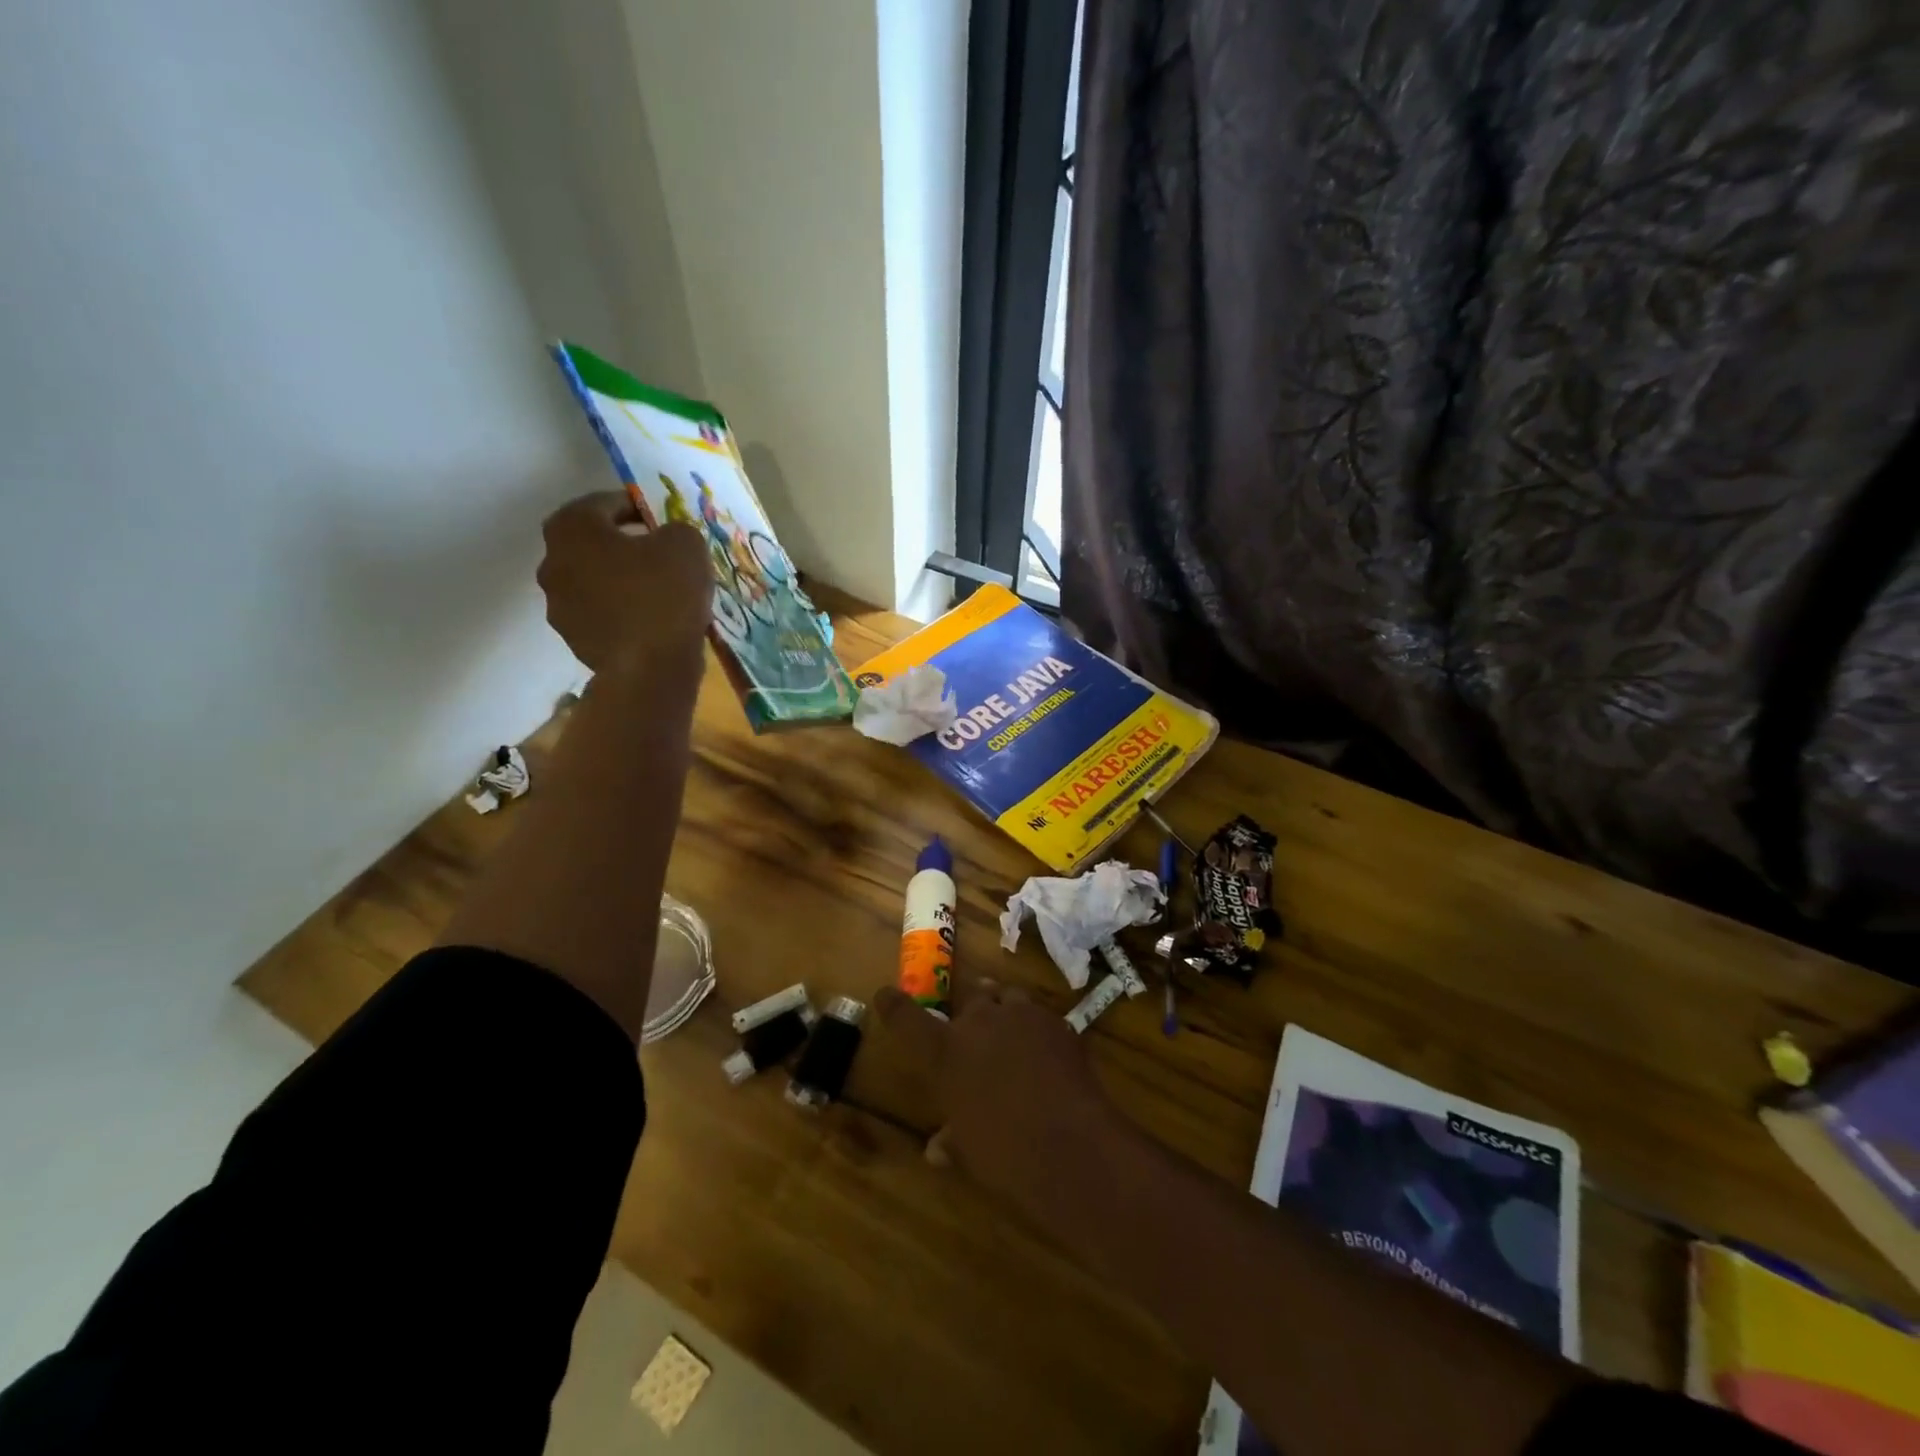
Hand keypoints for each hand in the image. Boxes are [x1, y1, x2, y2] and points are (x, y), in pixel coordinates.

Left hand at [537, 493, 711, 673]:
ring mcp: (559, 606)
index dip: (638, 507)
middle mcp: (552, 562)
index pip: (605, 503)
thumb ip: (675, 530)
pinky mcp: (575, 640)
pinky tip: (654, 622)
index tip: (664, 521)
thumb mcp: (686, 544)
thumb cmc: (664, 593)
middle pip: (594, 545)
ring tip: (661, 593)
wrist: (650, 668)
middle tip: (663, 556)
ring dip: (623, 581)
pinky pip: (603, 615)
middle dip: (626, 546)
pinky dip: (624, 613)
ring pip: (597, 582)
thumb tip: (668, 539)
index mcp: (571, 528)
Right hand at [875, 978, 1121, 1225]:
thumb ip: (951, 1141)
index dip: (894, 1004)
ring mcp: (1021, 1016)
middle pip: (969, 998)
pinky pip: (1040, 1017)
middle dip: (971, 1011)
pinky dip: (1037, 1029)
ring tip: (1011, 1031)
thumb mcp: (969, 1152)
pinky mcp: (1057, 1022)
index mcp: (945, 1052)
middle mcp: (979, 1022)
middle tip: (975, 1029)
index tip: (885, 994)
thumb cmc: (1005, 1154)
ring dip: (1005, 1010)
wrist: (1071, 1145)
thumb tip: (937, 1150)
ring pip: (1007, 997)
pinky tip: (1046, 1053)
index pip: (906, 1018)